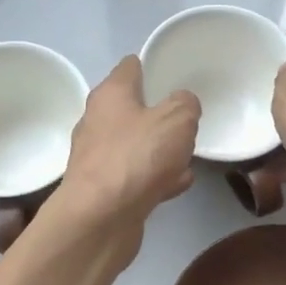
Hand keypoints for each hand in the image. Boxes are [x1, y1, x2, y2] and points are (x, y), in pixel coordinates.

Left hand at [54, 56, 200, 228]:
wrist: (100, 218)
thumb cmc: (136, 157)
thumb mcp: (177, 119)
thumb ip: (186, 104)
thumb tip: (183, 104)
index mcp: (110, 95)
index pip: (130, 67)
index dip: (152, 66)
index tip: (174, 74)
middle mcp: (97, 122)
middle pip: (131, 108)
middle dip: (158, 113)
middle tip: (187, 119)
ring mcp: (98, 158)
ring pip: (135, 145)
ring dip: (159, 149)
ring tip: (187, 155)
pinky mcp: (103, 190)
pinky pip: (136, 176)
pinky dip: (155, 178)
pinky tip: (179, 184)